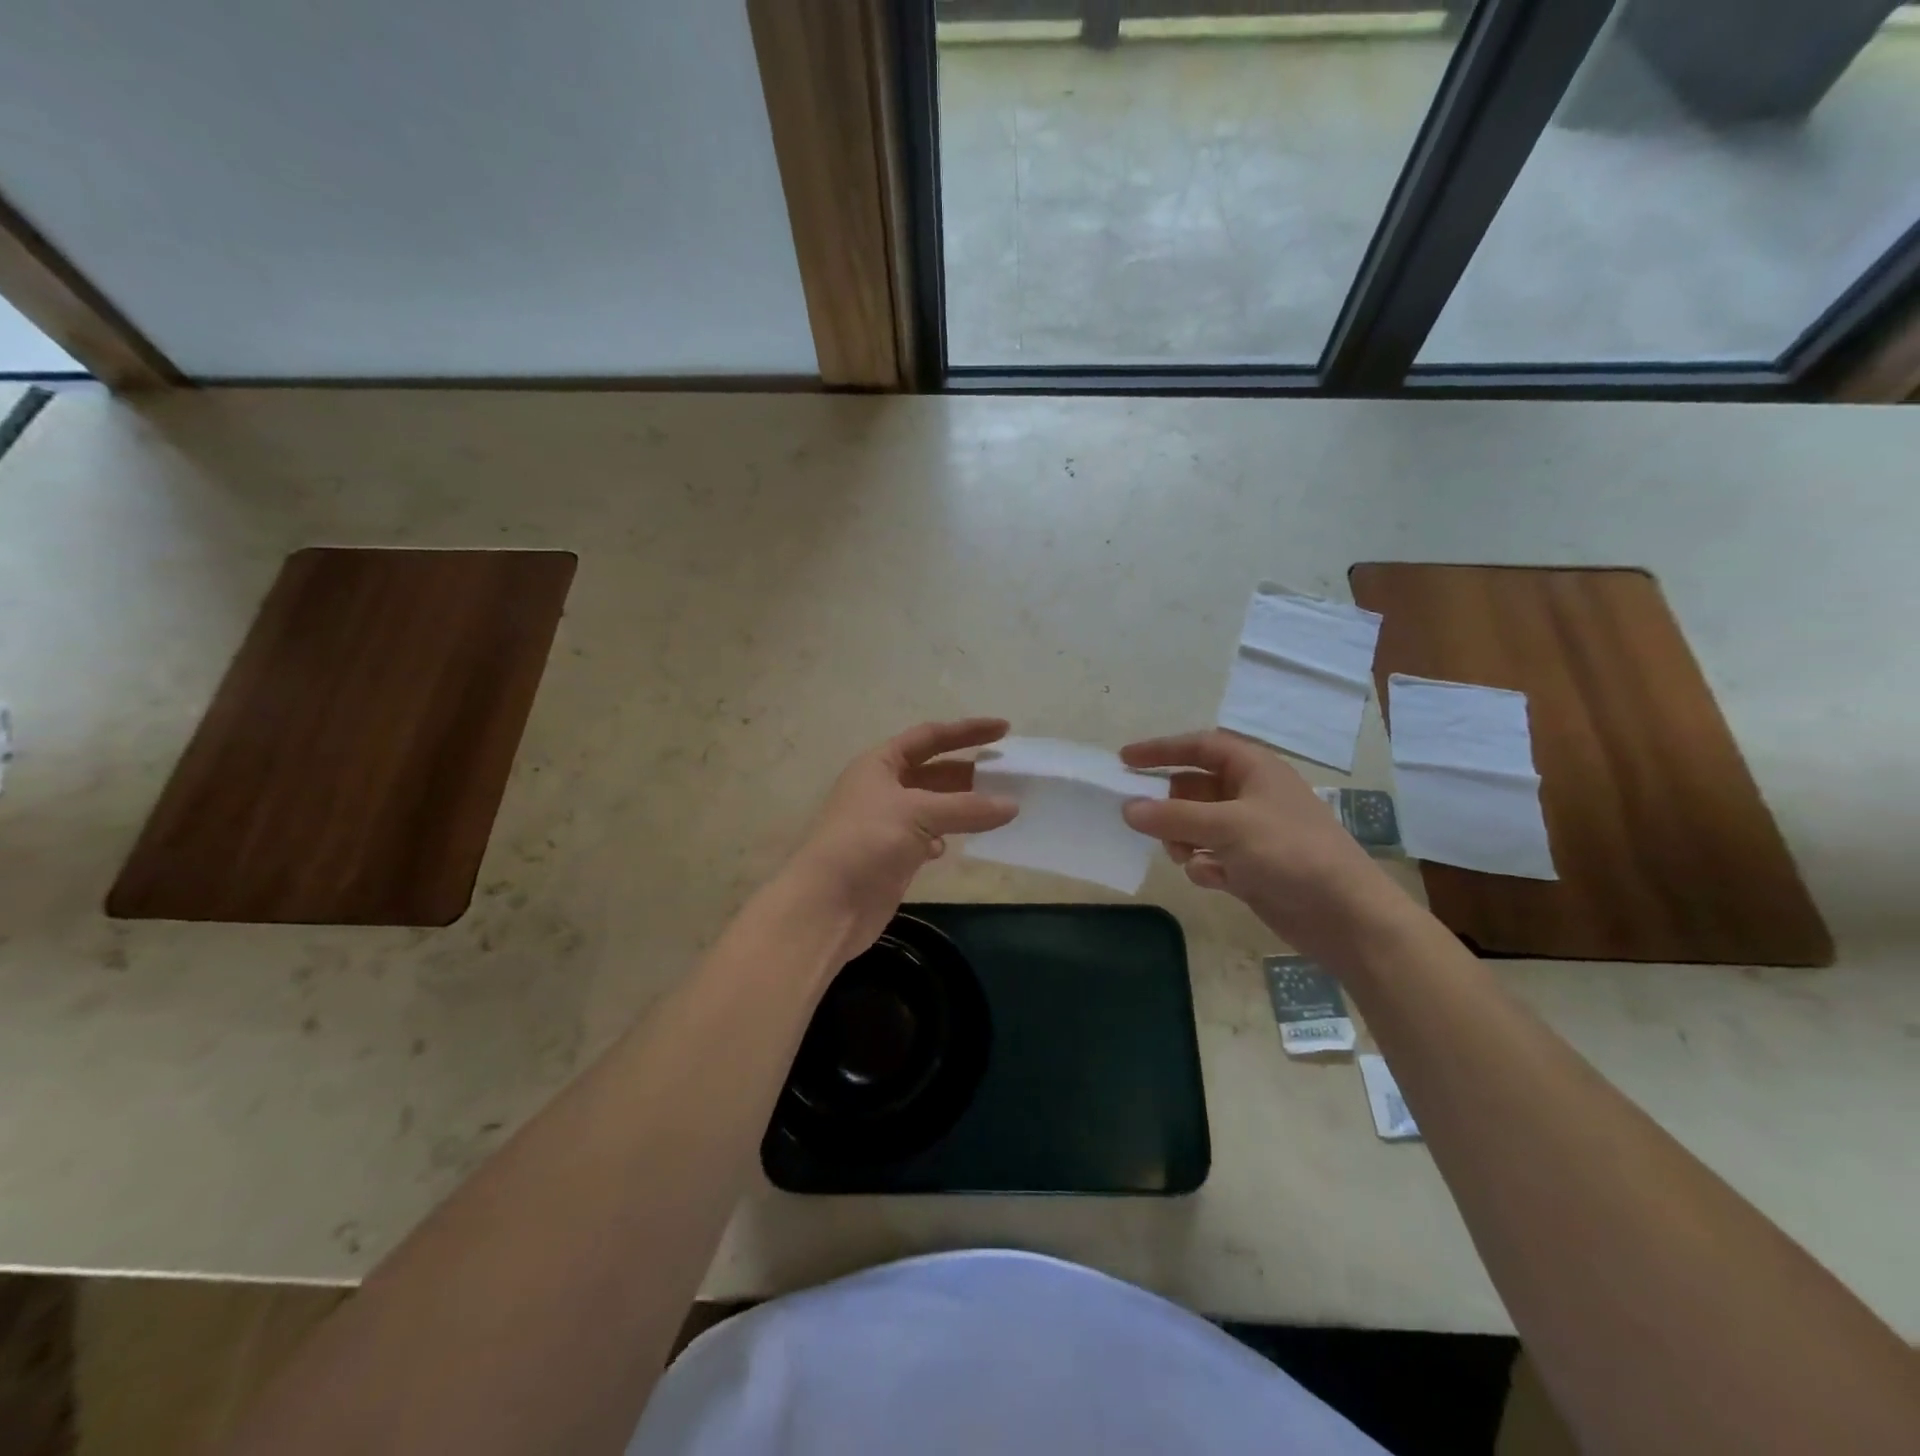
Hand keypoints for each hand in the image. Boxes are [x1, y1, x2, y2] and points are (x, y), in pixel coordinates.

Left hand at [786, 719, 1018, 962]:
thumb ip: (967, 808)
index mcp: (880, 764)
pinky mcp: (893, 856)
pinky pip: (928, 836)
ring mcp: (887, 823)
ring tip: (999, 806)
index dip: (966, 731)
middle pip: (934, 771)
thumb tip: (1012, 805)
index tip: (1005, 729)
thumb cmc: (867, 842)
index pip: (929, 737)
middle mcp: (882, 788)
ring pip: (934, 806)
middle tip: (1009, 774)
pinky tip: (958, 843)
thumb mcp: (918, 814)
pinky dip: (946, 836)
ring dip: (962, 805)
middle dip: (969, 771)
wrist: (828, 905)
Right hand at [1119, 730, 1397, 953]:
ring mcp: (1252, 833)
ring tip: (1182, 854)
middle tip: (1141, 818)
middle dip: (1170, 804)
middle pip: (1195, 787)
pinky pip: (1211, 856)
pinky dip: (1204, 865)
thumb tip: (1127, 808)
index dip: (1162, 750)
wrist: (1344, 914)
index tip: (1124, 761)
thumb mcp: (1227, 826)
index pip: (1200, 747)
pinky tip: (1212, 878)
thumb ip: (1173, 816)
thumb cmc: (1289, 853)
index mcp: (1255, 769)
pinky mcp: (1251, 867)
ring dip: (1183, 838)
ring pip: (1199, 825)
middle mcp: (1252, 795)